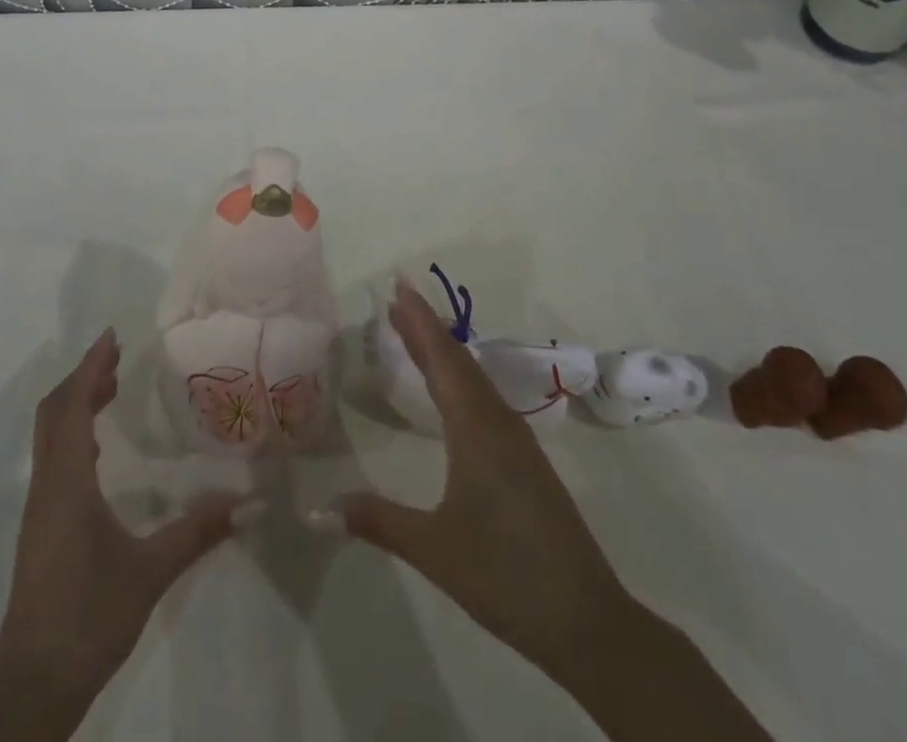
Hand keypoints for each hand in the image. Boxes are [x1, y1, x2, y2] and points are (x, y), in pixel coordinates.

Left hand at [0, 330, 250, 741]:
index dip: (89, 367)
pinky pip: (53, 459)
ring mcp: (39, 508)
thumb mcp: (150, 571)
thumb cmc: (89, 618)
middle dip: (83, 378)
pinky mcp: (40, 528)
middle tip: (118, 357)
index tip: (112, 337)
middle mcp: (46, 485)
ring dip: (76, 403)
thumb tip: (251, 502)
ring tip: (111, 388)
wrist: (32, 687)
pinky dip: (72, 432)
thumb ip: (198, 531)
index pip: (71, 405)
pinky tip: (98, 447)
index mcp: (67, 482)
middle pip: (54, 413)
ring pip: (49, 436)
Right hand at [329, 280, 771, 741]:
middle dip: (426, 329)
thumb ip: (378, 521)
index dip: (419, 321)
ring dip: (442, 353)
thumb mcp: (434, 549)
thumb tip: (320, 507)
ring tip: (413, 333)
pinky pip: (484, 400)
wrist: (587, 621)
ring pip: (474, 380)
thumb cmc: (506, 575)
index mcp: (476, 429)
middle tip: (396, 300)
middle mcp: (498, 423)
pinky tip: (451, 392)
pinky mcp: (525, 461)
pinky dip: (459, 379)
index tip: (399, 286)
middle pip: (458, 362)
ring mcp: (516, 442)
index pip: (442, 360)